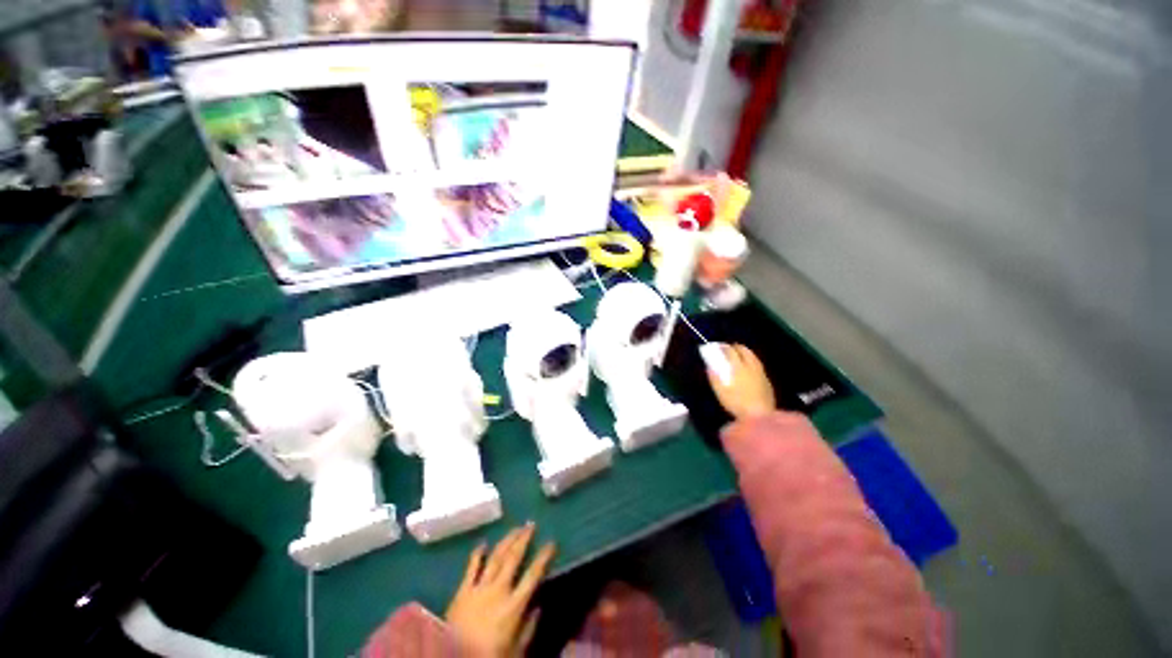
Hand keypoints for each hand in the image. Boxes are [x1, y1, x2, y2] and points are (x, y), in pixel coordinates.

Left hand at [445, 523, 555, 656]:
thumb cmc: (489, 657)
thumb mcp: (516, 651)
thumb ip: (528, 629)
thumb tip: (539, 607)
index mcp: (513, 606)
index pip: (533, 575)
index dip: (543, 557)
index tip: (551, 543)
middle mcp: (498, 591)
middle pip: (513, 558)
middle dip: (524, 539)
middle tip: (531, 524)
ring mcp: (479, 589)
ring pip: (496, 557)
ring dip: (507, 541)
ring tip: (515, 528)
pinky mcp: (462, 592)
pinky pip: (471, 568)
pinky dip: (478, 554)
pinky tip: (483, 543)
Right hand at [706, 344, 775, 419]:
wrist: (761, 416)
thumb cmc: (737, 404)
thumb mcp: (721, 392)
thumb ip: (714, 378)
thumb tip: (710, 367)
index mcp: (738, 368)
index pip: (731, 352)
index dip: (724, 347)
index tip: (718, 346)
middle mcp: (751, 367)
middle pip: (745, 351)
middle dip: (736, 347)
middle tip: (728, 348)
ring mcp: (761, 373)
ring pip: (753, 357)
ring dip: (745, 352)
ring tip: (739, 354)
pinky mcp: (767, 381)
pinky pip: (758, 365)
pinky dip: (752, 361)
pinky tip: (749, 367)